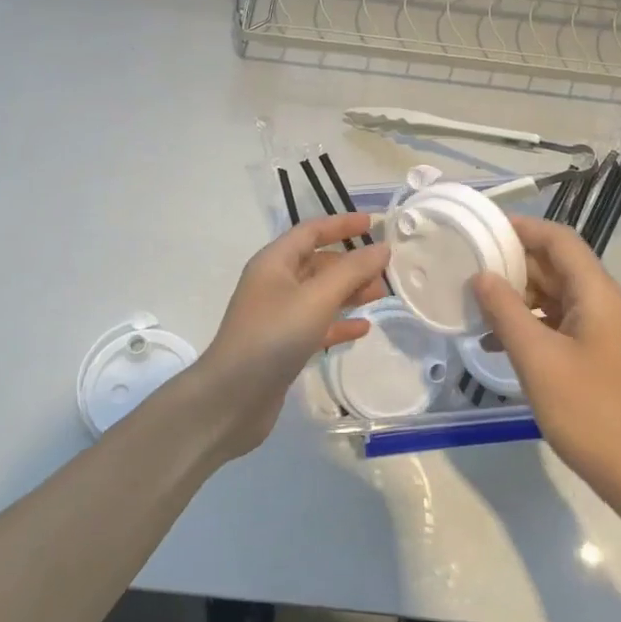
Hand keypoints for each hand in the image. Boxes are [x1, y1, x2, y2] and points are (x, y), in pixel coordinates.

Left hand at [191, 213, 391, 460]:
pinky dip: (339, 323)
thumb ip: (352, 270)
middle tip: (387, 269)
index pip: (311, 231)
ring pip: (320, 294)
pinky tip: (363, 328)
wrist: (233, 398)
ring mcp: (277, 316)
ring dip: (349, 292)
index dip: (341, 224)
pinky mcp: (283, 345)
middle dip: (352, 263)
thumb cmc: (273, 336)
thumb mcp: (317, 298)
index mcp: (274, 262)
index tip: (374, 223)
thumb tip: (381, 248)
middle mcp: (274, 284)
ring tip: (382, 294)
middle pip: (318, 263)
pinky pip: (317, 325)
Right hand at [471, 216, 620, 517]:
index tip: (481, 229)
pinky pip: (555, 324)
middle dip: (512, 263)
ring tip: (473, 303)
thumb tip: (481, 276)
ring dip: (515, 297)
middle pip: (555, 266)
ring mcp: (599, 331)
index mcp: (596, 294)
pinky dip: (526, 325)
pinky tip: (493, 343)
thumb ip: (506, 312)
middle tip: (467, 266)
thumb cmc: (588, 410)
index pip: (559, 240)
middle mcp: (601, 304)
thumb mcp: (537, 358)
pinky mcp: (594, 356)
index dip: (522, 228)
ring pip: (552, 296)